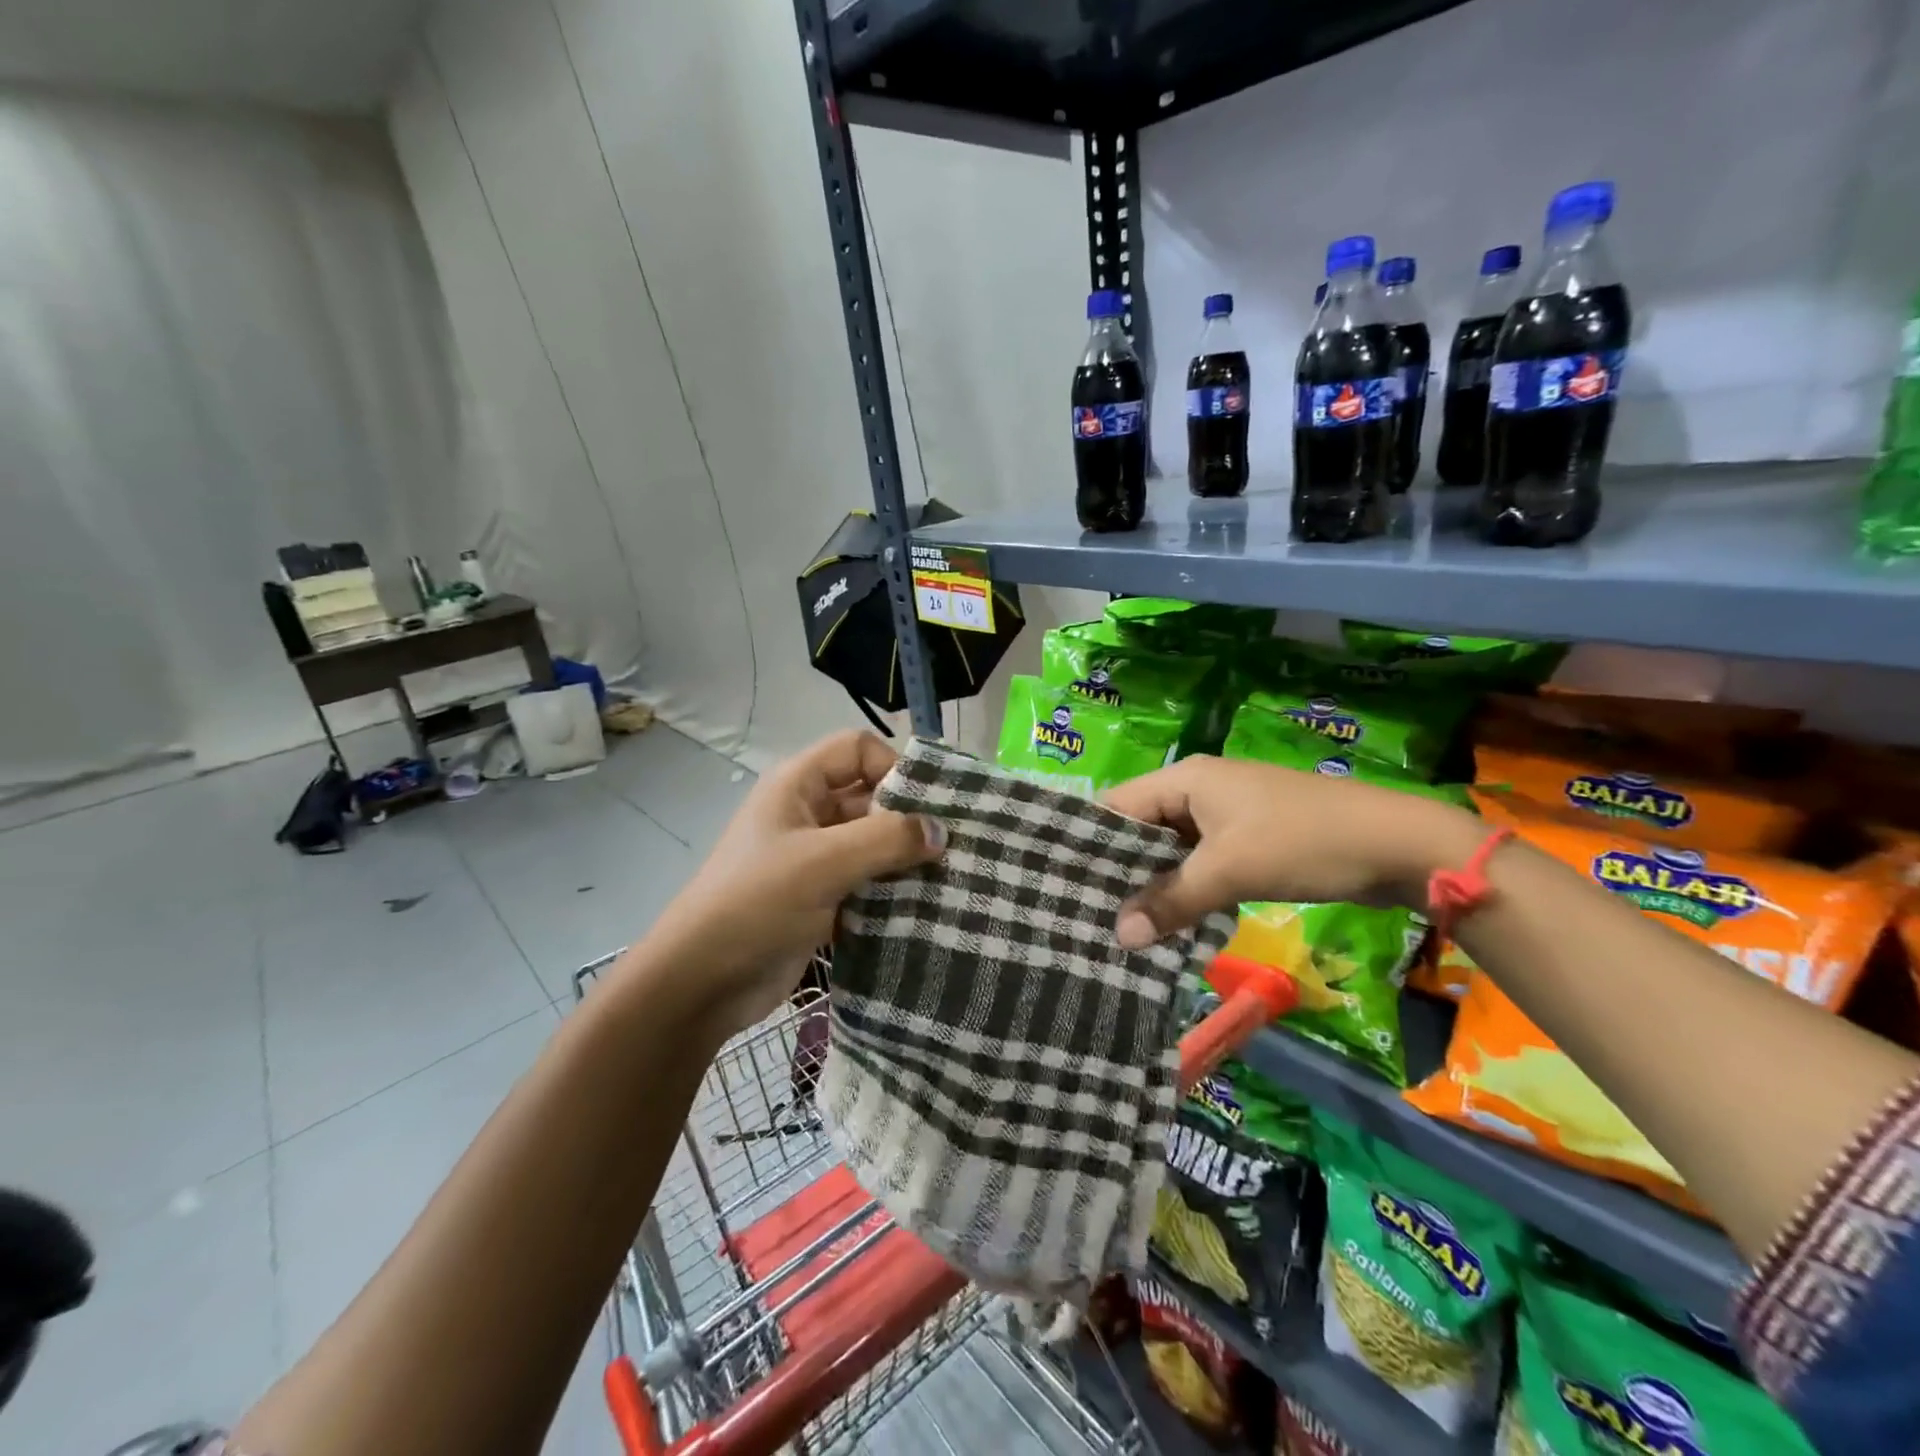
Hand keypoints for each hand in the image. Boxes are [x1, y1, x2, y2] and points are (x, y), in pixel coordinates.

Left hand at [646, 731, 944, 1032]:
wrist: (701, 983)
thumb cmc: (756, 904)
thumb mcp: (822, 862)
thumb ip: (886, 839)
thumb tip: (941, 830)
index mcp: (798, 785)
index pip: (858, 749)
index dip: (893, 767)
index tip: (926, 807)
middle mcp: (808, 813)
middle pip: (870, 797)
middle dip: (909, 818)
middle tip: (952, 846)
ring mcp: (814, 858)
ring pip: (872, 843)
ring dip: (905, 859)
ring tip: (948, 880)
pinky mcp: (821, 898)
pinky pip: (867, 881)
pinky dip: (892, 890)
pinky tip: (924, 908)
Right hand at [1102, 755, 1480, 946]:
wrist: (1398, 844)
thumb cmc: (1304, 842)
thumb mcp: (1231, 870)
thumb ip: (1172, 901)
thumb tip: (1119, 935)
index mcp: (1185, 779)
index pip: (1117, 806)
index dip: (1089, 842)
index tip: (1061, 884)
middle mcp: (1198, 790)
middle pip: (1142, 828)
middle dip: (1119, 869)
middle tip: (1085, 913)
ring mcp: (1225, 815)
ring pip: (1172, 849)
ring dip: (1153, 883)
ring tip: (1119, 924)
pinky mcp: (1248, 839)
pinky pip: (1200, 862)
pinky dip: (1184, 888)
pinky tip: (1168, 922)